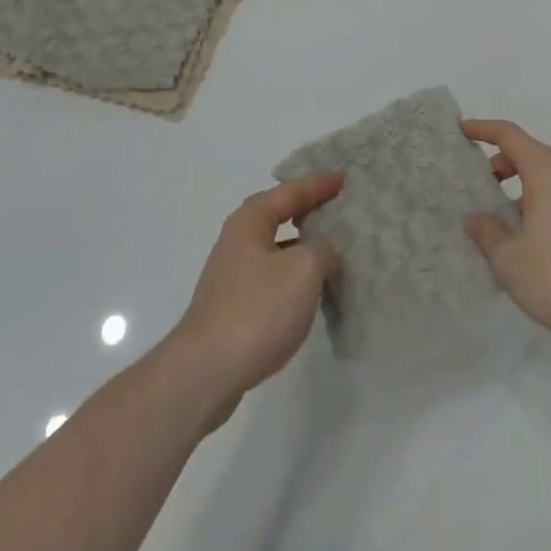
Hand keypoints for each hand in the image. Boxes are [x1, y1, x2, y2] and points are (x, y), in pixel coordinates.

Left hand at [166, 173, 342, 426]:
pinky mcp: (234, 307)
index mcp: (251, 220)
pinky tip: (312, 292)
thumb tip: (324, 249)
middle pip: (280, 215)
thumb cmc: (256, 310)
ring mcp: (233, 275)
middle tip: (340, 207)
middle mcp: (238, 239)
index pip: (291, 191)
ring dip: (304, 247)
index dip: (319, 184)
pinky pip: (273, 278)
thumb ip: (323, 249)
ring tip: (335, 250)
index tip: (345, 177)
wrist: (205, 373)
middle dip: (310, 211)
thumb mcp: (303, 270)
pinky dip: (295, 277)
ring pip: (278, 250)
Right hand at [461, 119, 550, 348]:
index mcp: (546, 171)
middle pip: (531, 154)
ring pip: (550, 178)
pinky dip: (543, 204)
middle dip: (502, 163)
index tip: (462, 130)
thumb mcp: (510, 260)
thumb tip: (475, 219)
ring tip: (506, 219)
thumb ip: (487, 234)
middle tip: (482, 184)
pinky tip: (535, 241)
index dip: (483, 129)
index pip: (509, 135)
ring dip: (524, 188)